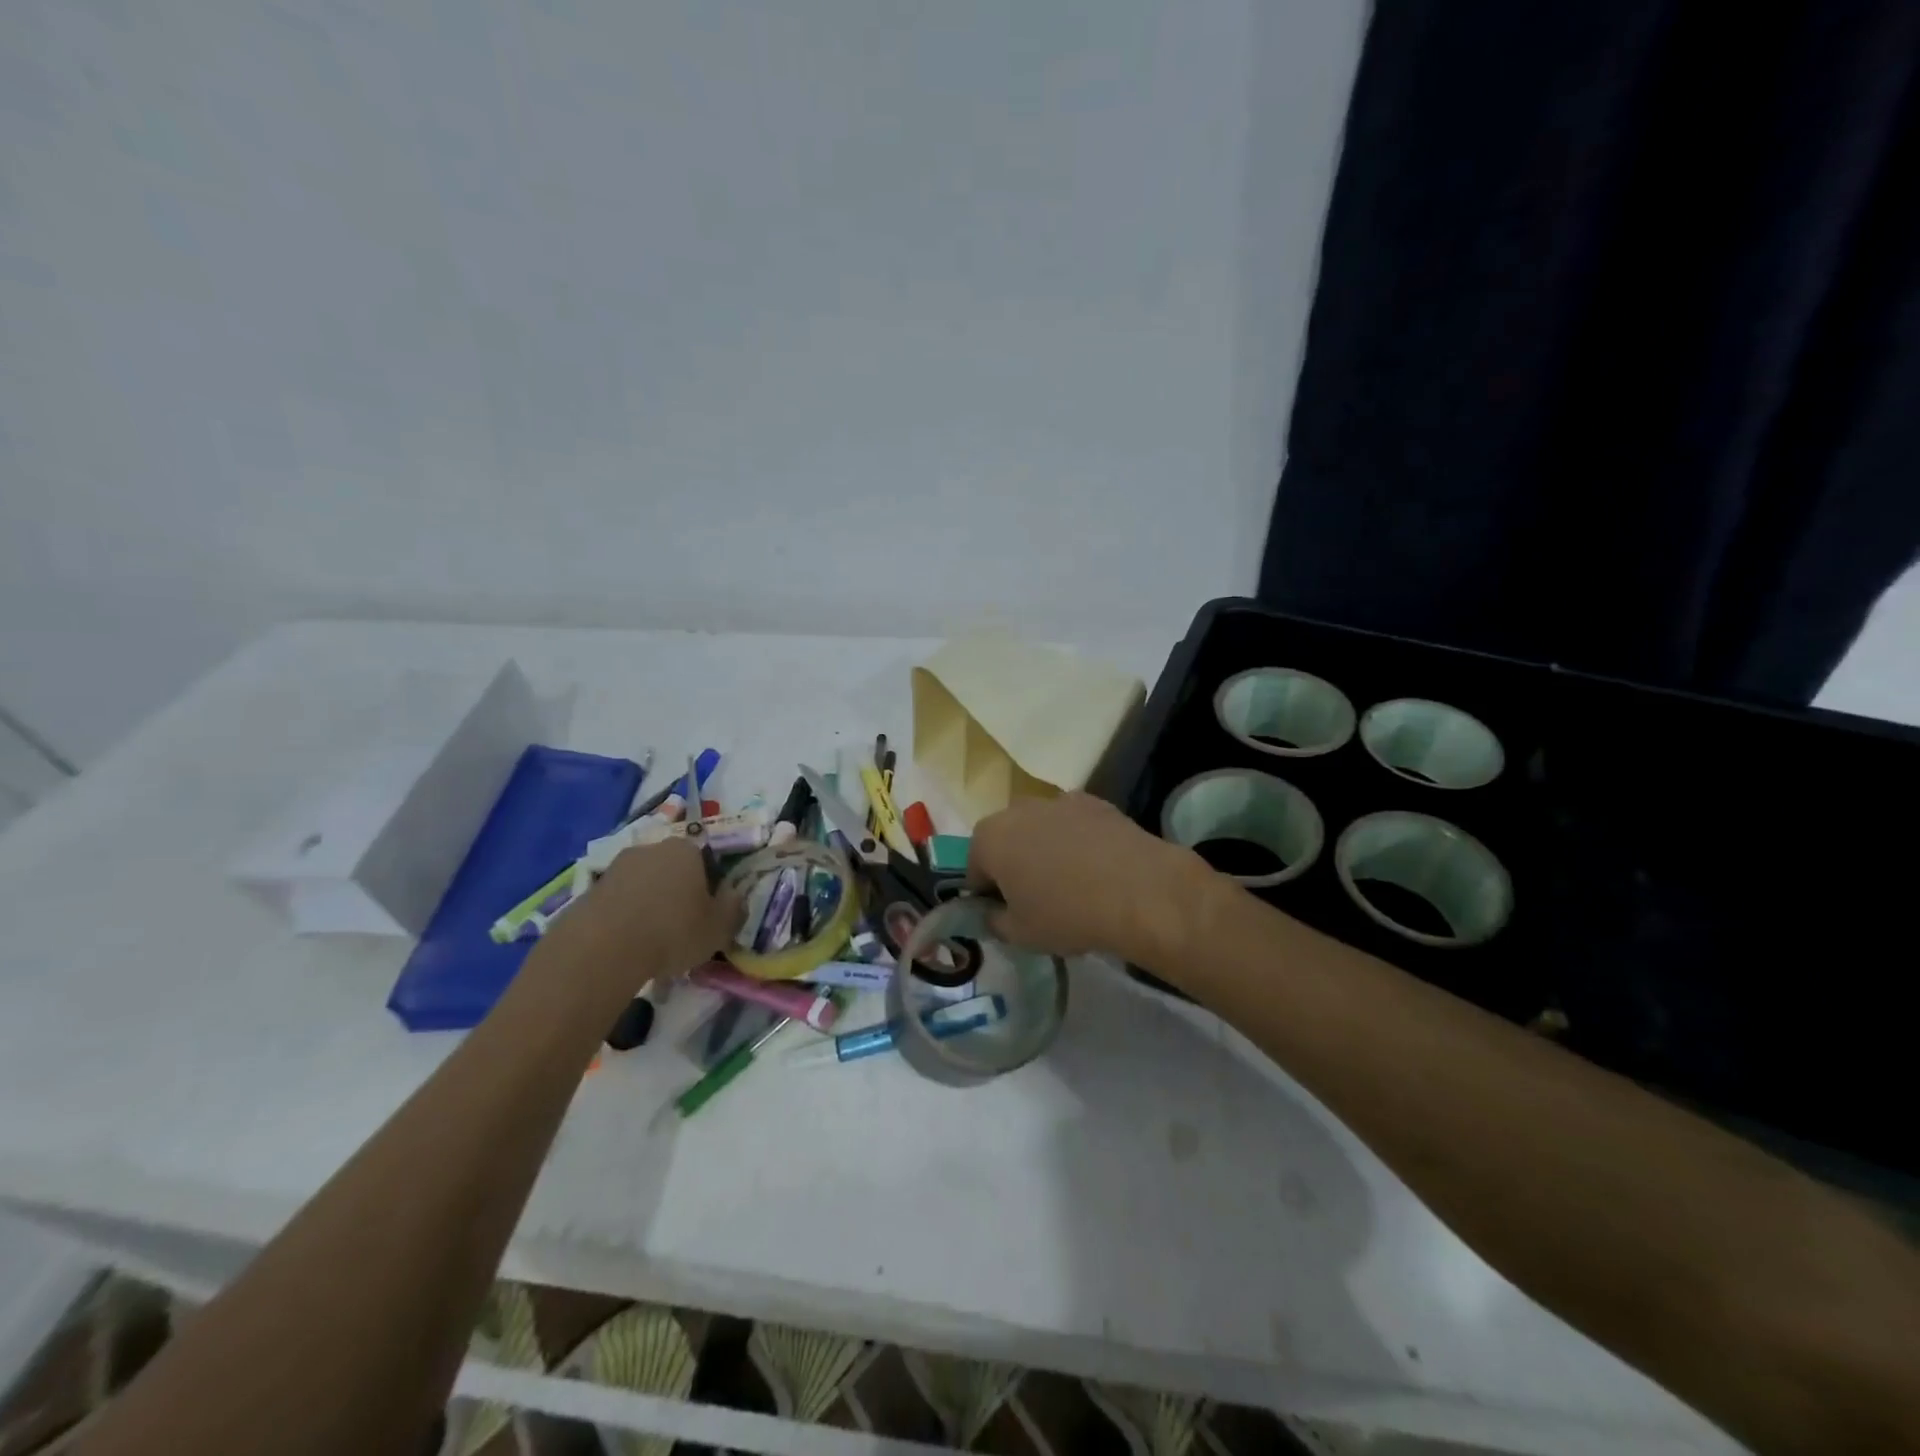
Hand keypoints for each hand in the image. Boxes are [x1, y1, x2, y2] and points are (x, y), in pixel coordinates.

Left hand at [544, 839, 743, 990]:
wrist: (602, 949)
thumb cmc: (672, 931)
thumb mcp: (719, 927)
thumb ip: (734, 908)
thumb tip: (734, 895)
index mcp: (686, 849)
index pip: (705, 860)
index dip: (709, 886)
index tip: (707, 912)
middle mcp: (651, 848)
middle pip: (671, 868)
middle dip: (676, 891)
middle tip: (680, 925)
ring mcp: (616, 867)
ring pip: (643, 884)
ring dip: (648, 903)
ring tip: (651, 939)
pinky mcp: (589, 889)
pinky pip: (618, 901)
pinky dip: (624, 916)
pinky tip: (626, 944)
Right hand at [967, 792, 1214, 966]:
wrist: (1138, 890)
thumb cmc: (1067, 914)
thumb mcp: (1019, 934)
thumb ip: (994, 921)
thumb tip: (993, 913)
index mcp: (989, 839)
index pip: (974, 869)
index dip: (988, 894)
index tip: (1007, 914)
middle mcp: (1017, 809)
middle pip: (1005, 840)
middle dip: (1014, 864)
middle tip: (1037, 899)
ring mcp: (1058, 801)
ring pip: (1040, 828)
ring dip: (1045, 848)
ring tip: (1071, 883)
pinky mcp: (1095, 802)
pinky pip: (1074, 824)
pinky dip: (1078, 840)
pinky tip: (1097, 867)